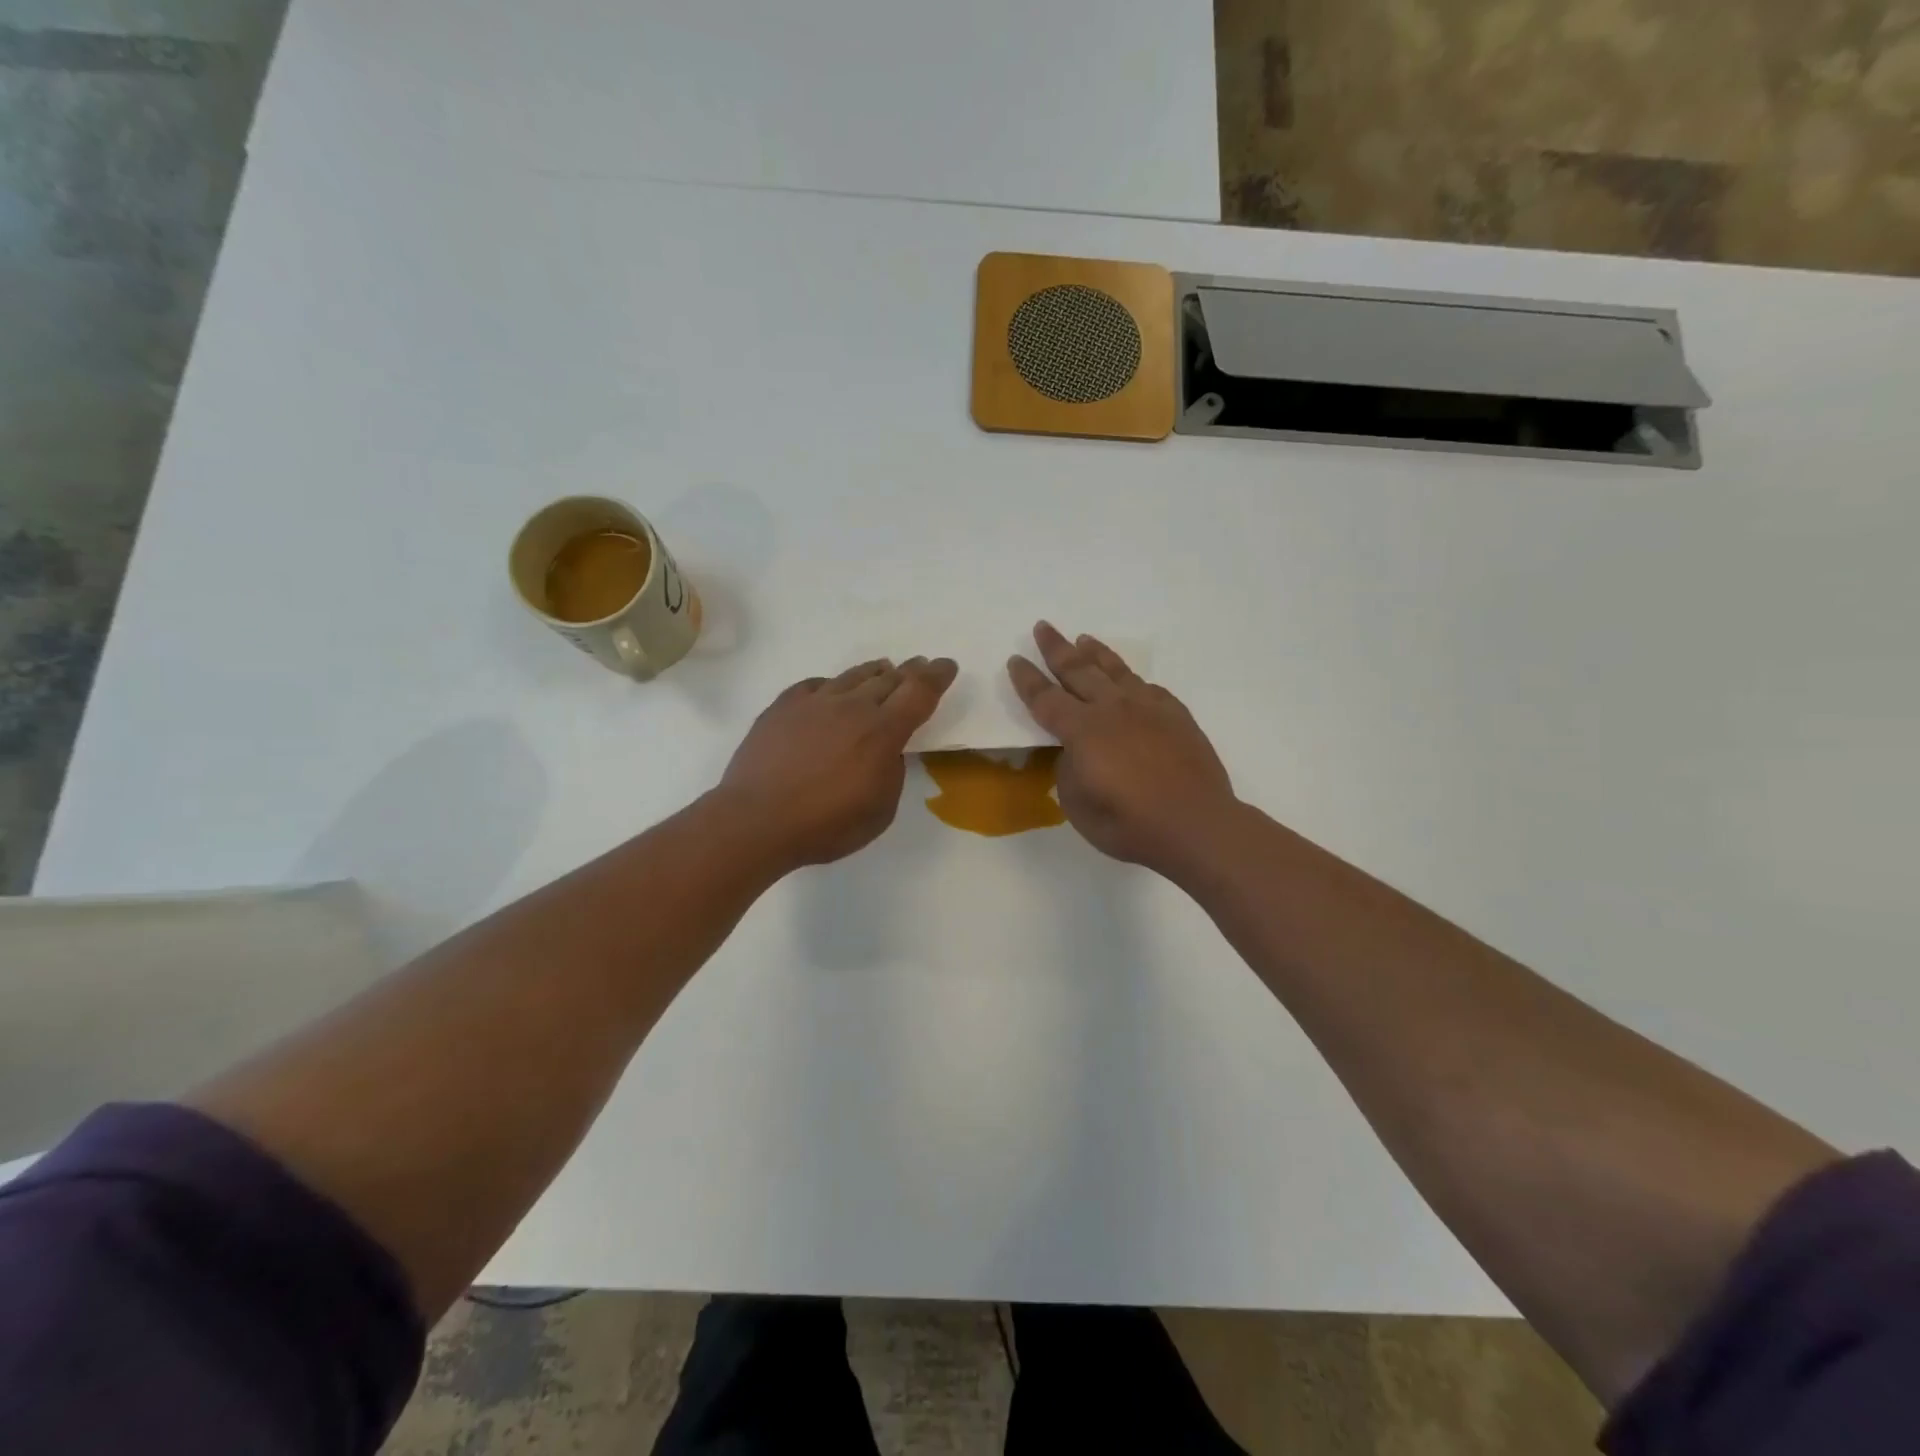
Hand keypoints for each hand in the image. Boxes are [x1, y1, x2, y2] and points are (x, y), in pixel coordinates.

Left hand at [719, 656, 957, 871]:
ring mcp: (814, 703)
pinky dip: (833, 684)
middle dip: (911, 671)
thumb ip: (891, 774)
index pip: (919, 693)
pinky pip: (816, 685)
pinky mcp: (783, 707)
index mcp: (882, 732)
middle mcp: (852, 707)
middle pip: (889, 679)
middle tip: (921, 665)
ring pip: (852, 676)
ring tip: (884, 668)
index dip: (937, 676)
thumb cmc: (824, 825)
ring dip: (874, 672)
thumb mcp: (880, 811)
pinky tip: (833, 689)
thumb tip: (886, 752)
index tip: (947, 665)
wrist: (755, 821)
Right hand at [1007, 623, 1235, 873]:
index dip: (1027, 679)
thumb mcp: (1077, 804)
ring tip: (1083, 639)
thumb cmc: (1129, 823)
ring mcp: (1148, 708)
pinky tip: (1130, 680)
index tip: (1015, 658)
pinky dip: (1131, 679)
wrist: (1196, 824)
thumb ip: (1069, 770)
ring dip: (1095, 653)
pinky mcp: (1176, 715)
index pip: (1045, 698)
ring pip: (1115, 671)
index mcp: (1082, 730)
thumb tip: (1076, 752)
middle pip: (1078, 670)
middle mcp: (1112, 709)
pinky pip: (1147, 687)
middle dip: (1056, 648)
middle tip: (1043, 627)